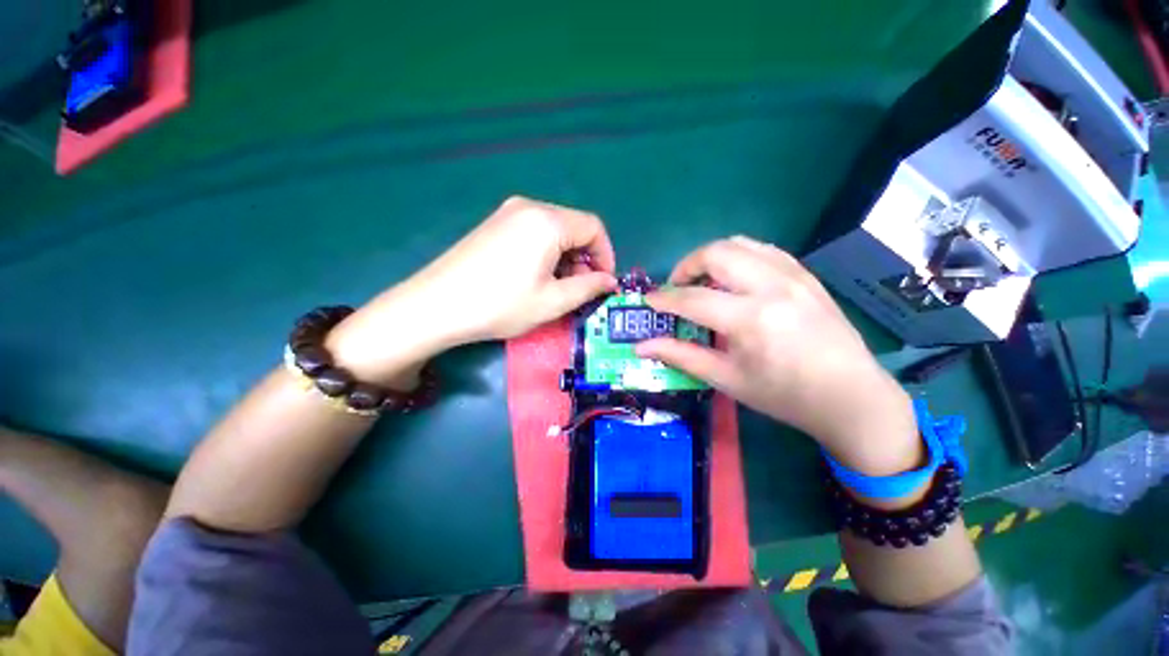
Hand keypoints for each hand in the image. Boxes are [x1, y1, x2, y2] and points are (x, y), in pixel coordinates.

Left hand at [327, 197, 617, 385]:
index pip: (594, 228)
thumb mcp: (553, 302)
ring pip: (554, 230)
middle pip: (574, 227)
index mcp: (548, 221)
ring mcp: (508, 213)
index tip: (603, 283)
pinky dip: (546, 253)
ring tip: (557, 287)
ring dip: (566, 257)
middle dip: (585, 258)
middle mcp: (529, 207)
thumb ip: (588, 287)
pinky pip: (534, 232)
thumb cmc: (501, 305)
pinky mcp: (494, 224)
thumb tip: (609, 281)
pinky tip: (536, 276)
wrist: (436, 305)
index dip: (606, 255)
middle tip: (579, 290)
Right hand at [636, 237, 919, 475]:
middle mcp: (772, 287)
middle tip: (677, 288)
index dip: (664, 298)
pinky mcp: (805, 275)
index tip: (649, 302)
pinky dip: (738, 257)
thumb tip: (641, 347)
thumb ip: (681, 356)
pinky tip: (734, 280)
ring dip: (711, 257)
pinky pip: (763, 250)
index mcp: (751, 319)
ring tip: (703, 282)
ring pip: (739, 243)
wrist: (851, 397)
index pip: (692, 297)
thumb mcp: (726, 378)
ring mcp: (793, 275)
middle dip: (686, 266)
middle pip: (715, 253)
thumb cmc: (784, 395)